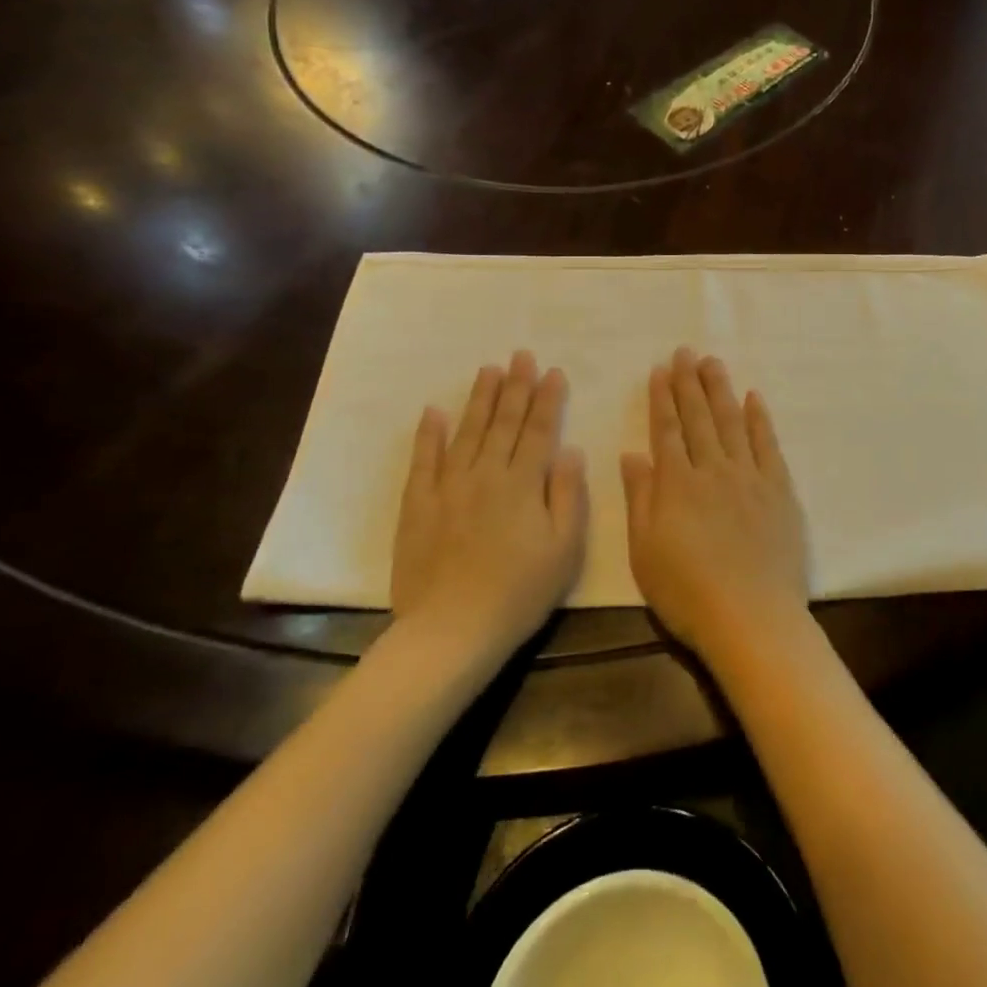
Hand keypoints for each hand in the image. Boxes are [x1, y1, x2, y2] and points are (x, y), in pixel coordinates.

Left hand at [391, 351, 587, 643]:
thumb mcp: (565, 548)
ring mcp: (448, 488)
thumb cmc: (520, 592)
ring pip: (467, 433)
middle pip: (504, 423)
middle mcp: (486, 475)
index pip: (539, 431)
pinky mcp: (418, 506)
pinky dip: (428, 435)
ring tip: (488, 370)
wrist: (452, 630)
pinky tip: (434, 412)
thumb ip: (568, 495)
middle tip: (521, 355)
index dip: (548, 400)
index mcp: (523, 484)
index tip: (553, 371)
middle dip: (516, 387)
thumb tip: (569, 450)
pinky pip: (424, 462)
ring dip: (480, 400)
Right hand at [622, 348, 808, 665]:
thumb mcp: (644, 552)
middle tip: (686, 351)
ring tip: (712, 363)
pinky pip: (768, 444)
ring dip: (721, 390)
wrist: (752, 617)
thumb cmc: (688, 592)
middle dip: (689, 382)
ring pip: (732, 421)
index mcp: (677, 484)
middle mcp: (713, 469)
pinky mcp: (779, 489)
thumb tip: (633, 454)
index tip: (660, 370)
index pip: (667, 429)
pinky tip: (754, 398)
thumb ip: (640, 499)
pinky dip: (760, 418)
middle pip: (699, 417)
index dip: (662, 398)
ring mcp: (750, 476)